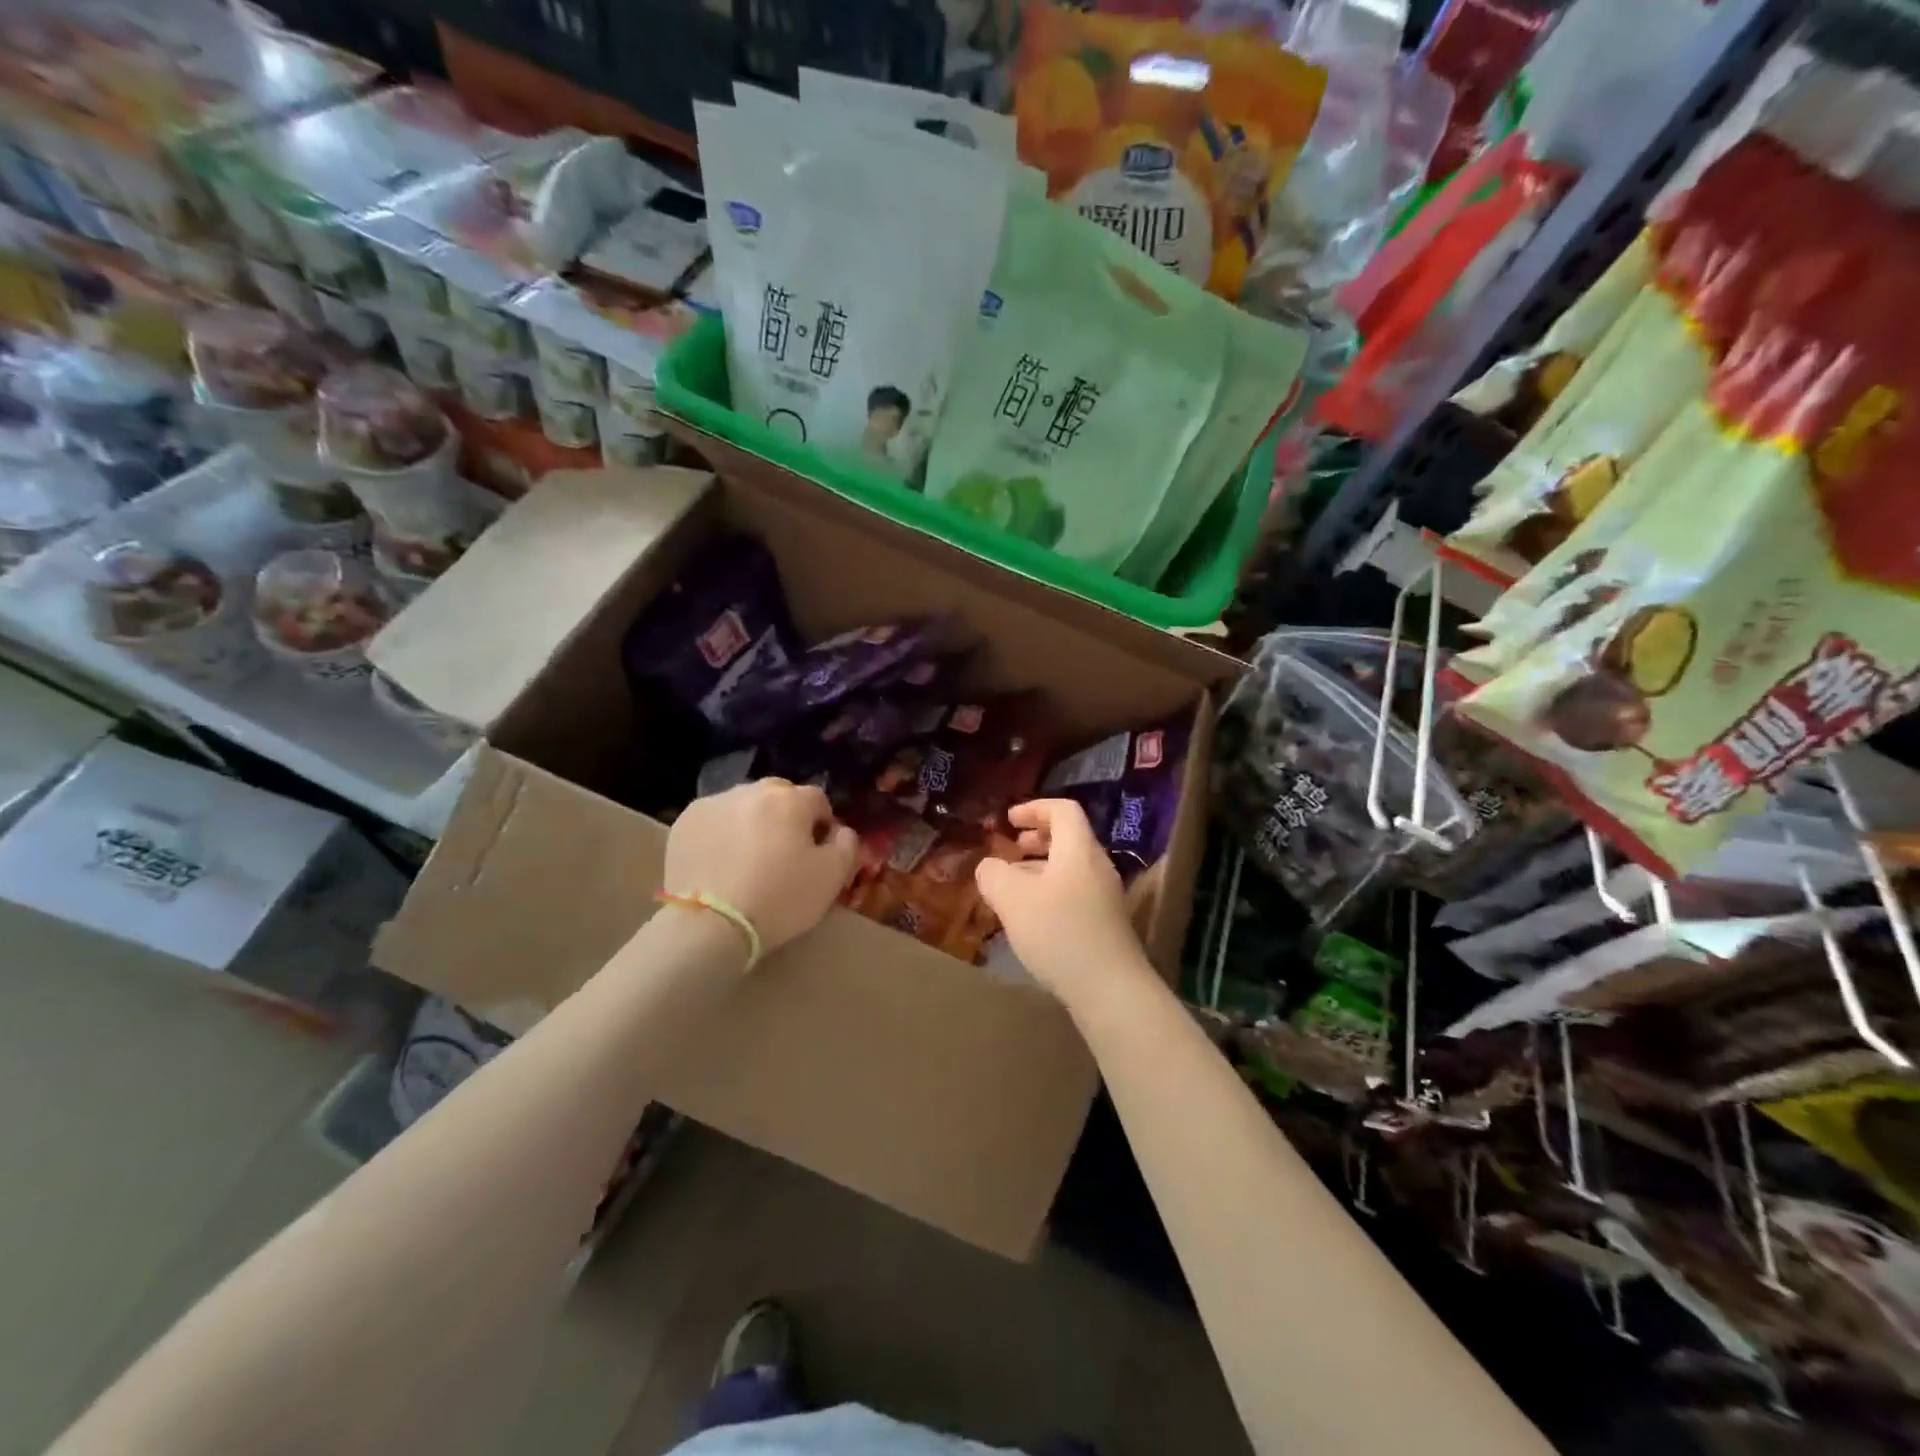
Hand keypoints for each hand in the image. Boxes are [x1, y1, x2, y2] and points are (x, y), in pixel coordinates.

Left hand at [664, 780, 857, 958]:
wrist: (710, 925)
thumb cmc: (779, 899)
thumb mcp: (832, 878)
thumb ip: (847, 846)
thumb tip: (841, 831)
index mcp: (790, 799)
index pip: (818, 800)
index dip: (822, 825)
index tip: (817, 853)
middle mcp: (751, 791)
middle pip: (779, 795)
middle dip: (786, 817)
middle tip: (783, 854)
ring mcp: (714, 803)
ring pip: (744, 805)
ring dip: (752, 822)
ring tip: (748, 859)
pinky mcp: (684, 822)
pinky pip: (715, 820)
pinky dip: (721, 833)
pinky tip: (721, 863)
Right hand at [974, 799, 1153, 1006]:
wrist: (1110, 989)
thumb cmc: (1059, 932)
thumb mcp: (1013, 899)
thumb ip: (994, 874)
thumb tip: (989, 867)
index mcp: (1079, 850)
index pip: (1063, 810)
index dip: (1034, 808)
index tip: (1009, 820)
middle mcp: (1097, 866)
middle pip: (1069, 838)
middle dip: (1037, 839)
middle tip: (1012, 849)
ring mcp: (1105, 897)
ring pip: (1070, 868)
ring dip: (1041, 868)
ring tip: (1013, 886)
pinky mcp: (1106, 924)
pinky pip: (1075, 892)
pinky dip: (1051, 891)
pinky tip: (1032, 919)